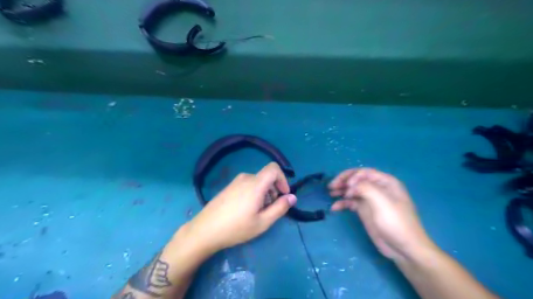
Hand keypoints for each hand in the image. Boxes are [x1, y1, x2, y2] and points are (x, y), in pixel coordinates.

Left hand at [186, 162, 295, 253]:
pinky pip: (248, 184)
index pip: (274, 168)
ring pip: (258, 181)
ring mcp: (236, 181)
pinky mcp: (229, 186)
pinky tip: (246, 210)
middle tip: (270, 209)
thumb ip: (280, 208)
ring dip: (264, 193)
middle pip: (267, 177)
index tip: (283, 195)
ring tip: (257, 212)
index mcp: (255, 184)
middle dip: (274, 190)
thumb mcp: (262, 222)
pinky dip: (254, 193)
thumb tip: (293, 197)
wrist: (205, 230)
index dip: (283, 179)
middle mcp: (246, 178)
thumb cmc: (236, 228)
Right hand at [329, 168, 436, 261]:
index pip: (364, 172)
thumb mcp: (382, 202)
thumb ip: (366, 188)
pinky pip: (351, 202)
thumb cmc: (396, 222)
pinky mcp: (365, 210)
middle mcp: (377, 188)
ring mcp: (370, 200)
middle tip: (331, 186)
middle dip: (343, 181)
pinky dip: (342, 203)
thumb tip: (350, 185)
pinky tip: (335, 207)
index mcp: (385, 182)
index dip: (352, 176)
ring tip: (330, 193)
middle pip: (356, 179)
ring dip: (341, 190)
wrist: (404, 248)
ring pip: (352, 190)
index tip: (346, 187)